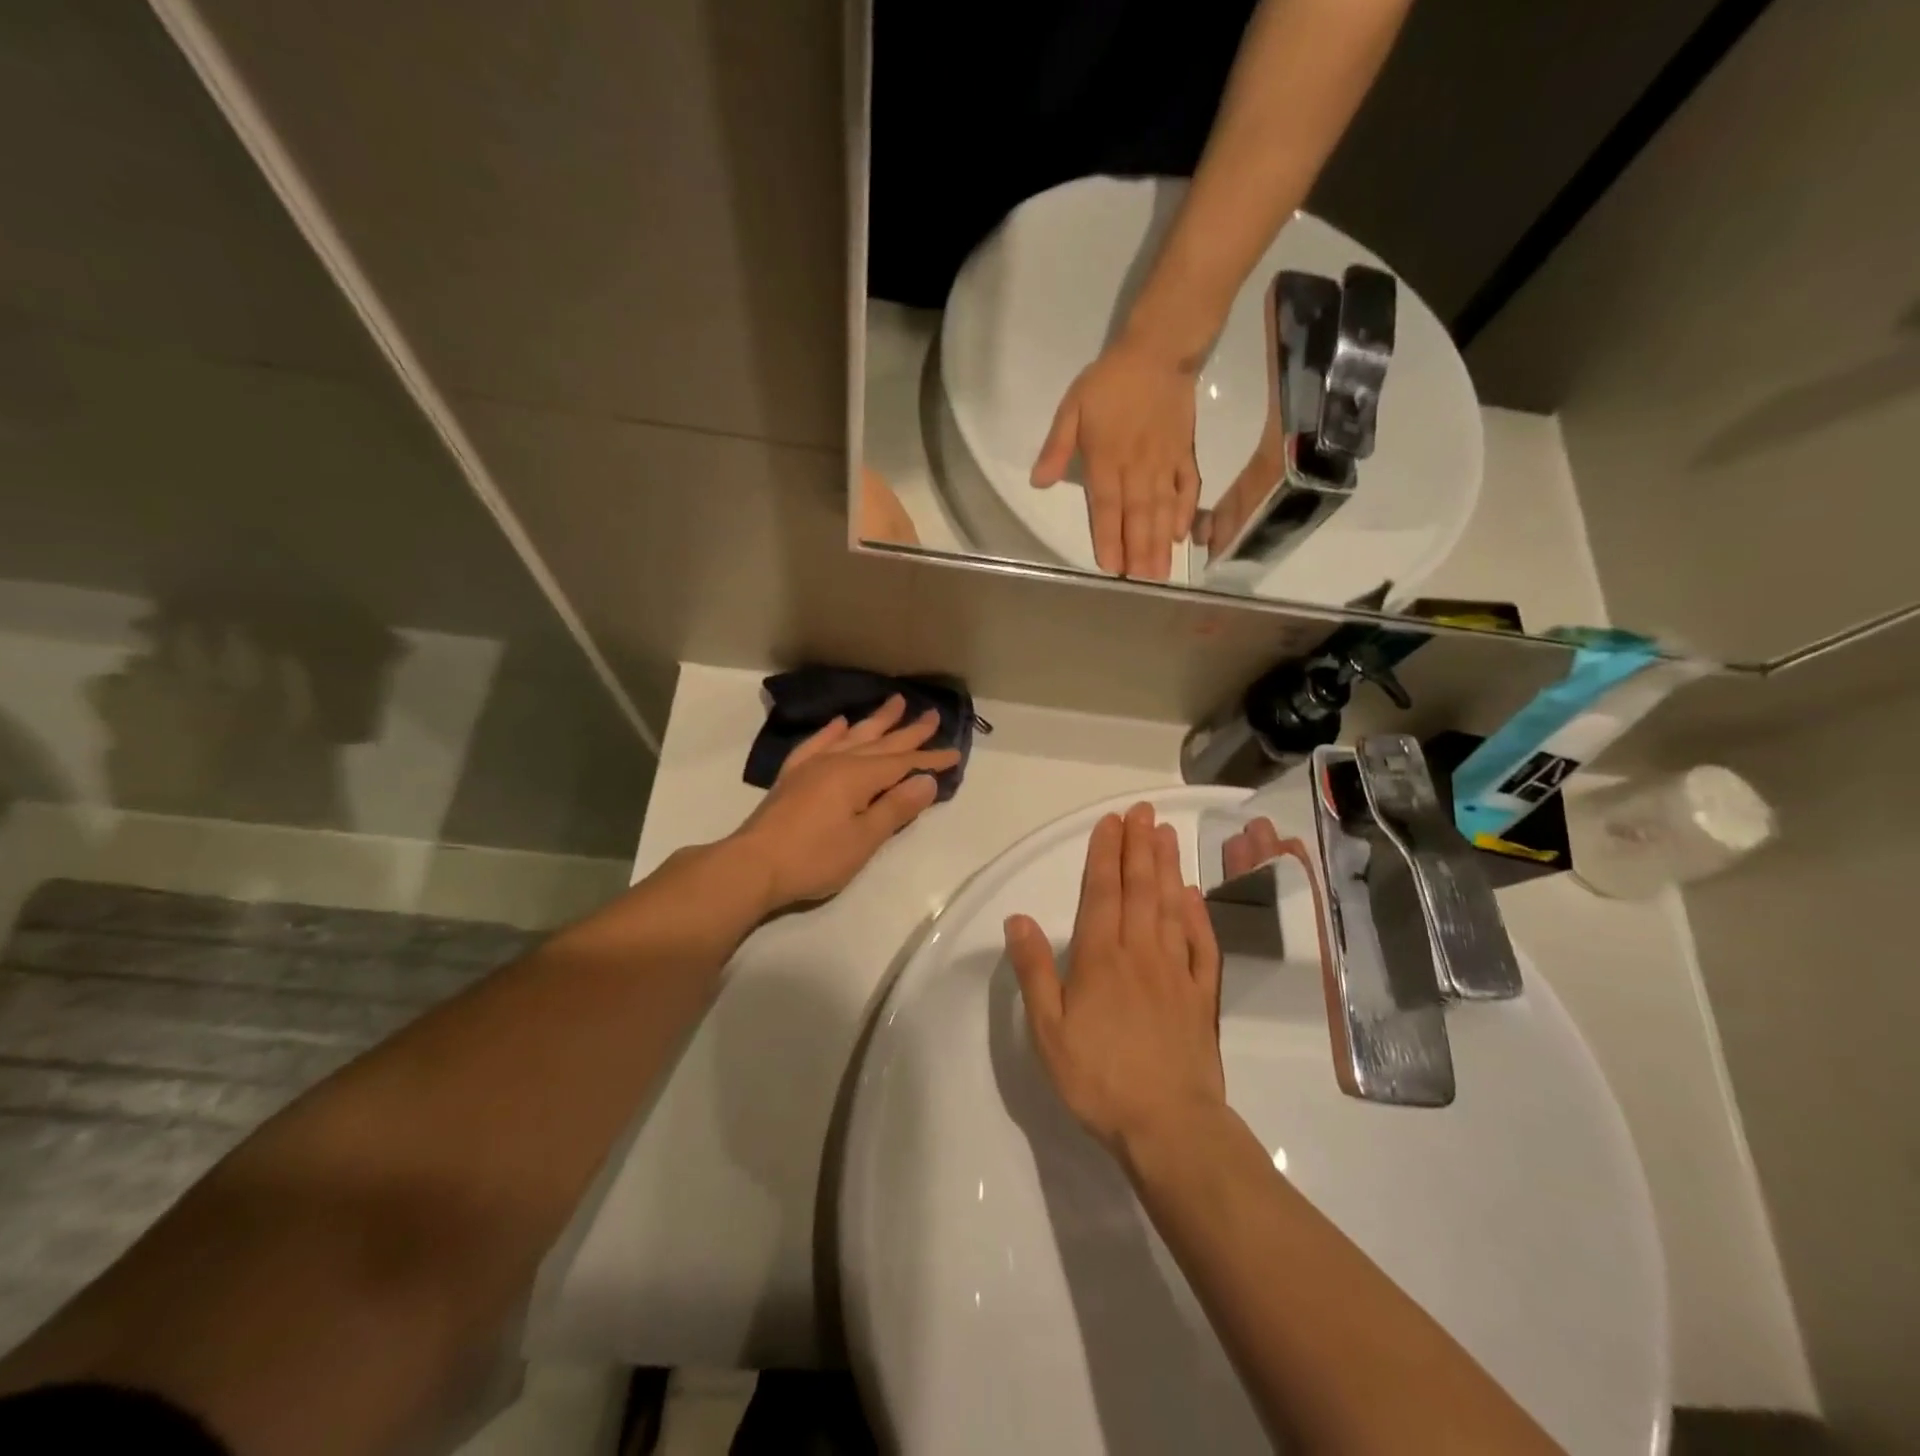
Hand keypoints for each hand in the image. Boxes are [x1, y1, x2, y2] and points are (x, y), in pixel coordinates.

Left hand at [728, 695, 958, 912]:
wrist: (752, 866)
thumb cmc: (814, 858)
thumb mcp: (864, 839)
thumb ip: (896, 808)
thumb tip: (927, 780)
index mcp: (858, 776)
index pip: (903, 763)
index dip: (930, 759)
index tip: (955, 753)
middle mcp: (837, 762)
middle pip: (881, 743)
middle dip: (909, 731)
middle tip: (932, 714)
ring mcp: (812, 766)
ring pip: (852, 736)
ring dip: (876, 721)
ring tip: (895, 703)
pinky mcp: (793, 777)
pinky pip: (817, 744)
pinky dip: (831, 732)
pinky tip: (840, 723)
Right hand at [1004, 803, 1224, 1158]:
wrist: (1169, 1126)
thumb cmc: (1098, 1078)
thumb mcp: (1048, 1030)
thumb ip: (1034, 971)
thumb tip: (1017, 919)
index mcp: (1101, 958)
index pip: (1102, 892)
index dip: (1105, 854)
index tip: (1111, 821)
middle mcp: (1140, 952)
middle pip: (1140, 888)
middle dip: (1139, 846)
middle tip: (1143, 811)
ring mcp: (1176, 971)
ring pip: (1172, 906)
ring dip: (1168, 867)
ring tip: (1167, 835)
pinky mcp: (1201, 995)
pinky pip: (1201, 944)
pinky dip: (1198, 914)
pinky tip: (1194, 895)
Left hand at [1031, 339, 1201, 579]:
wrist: (1158, 351)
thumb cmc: (1110, 381)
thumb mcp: (1072, 407)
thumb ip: (1057, 447)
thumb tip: (1038, 483)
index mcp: (1106, 460)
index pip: (1106, 507)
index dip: (1109, 538)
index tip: (1111, 565)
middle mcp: (1137, 468)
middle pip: (1137, 516)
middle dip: (1139, 551)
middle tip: (1141, 582)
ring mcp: (1164, 463)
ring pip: (1162, 509)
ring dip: (1161, 542)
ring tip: (1161, 572)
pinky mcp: (1184, 454)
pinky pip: (1187, 487)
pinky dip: (1186, 511)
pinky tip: (1182, 535)